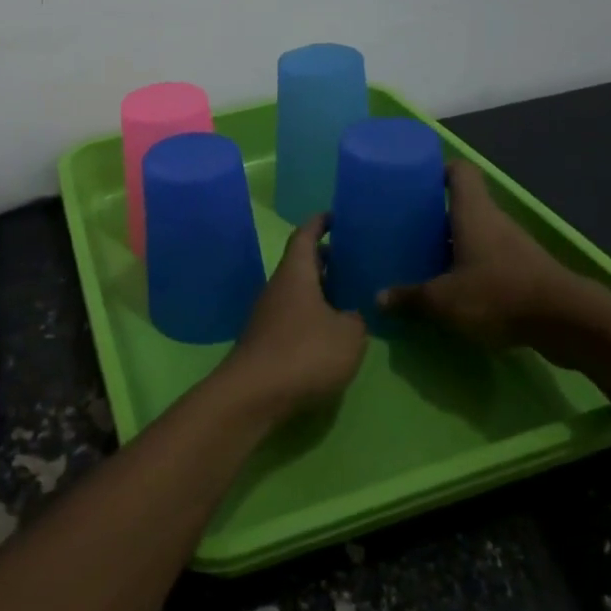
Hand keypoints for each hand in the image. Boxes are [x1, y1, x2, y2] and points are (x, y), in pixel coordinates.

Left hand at [215, 217, 368, 418]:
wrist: (254, 394)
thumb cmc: (304, 353)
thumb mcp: (348, 335)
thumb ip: (356, 320)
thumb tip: (352, 314)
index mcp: (296, 273)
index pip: (305, 236)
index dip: (320, 223)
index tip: (335, 216)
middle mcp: (278, 287)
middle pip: (301, 263)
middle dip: (325, 259)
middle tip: (353, 259)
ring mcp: (268, 314)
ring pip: (297, 290)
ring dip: (320, 289)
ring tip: (349, 295)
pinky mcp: (267, 339)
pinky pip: (293, 314)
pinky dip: (312, 313)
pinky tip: (331, 329)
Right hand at [378, 161, 610, 364]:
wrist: (567, 322)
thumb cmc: (498, 294)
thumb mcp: (444, 300)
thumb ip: (410, 297)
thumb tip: (378, 298)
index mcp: (473, 212)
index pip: (459, 171)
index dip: (438, 170)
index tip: (415, 183)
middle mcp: (494, 221)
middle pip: (463, 205)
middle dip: (435, 215)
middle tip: (407, 229)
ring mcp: (513, 245)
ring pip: (476, 234)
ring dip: (453, 244)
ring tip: (424, 260)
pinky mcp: (525, 270)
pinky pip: (490, 259)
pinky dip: (471, 267)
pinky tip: (454, 289)